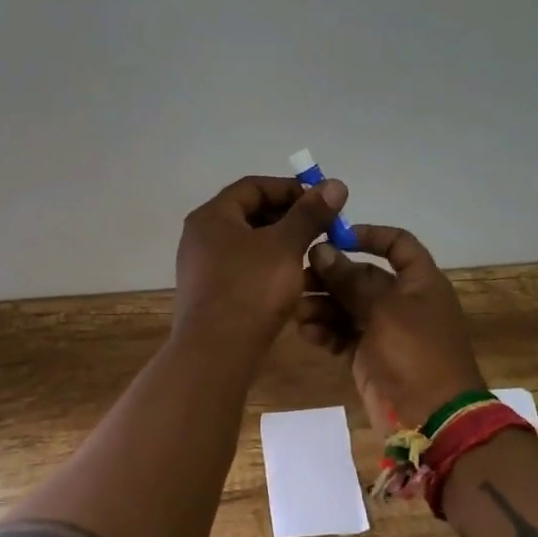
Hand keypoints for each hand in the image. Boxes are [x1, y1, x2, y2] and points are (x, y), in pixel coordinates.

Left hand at [174, 174, 347, 350]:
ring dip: (282, 244)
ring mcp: (203, 268)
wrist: (216, 353)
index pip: (253, 186)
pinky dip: (269, 268)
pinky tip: (294, 282)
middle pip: (249, 214)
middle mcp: (201, 237)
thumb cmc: (250, 289)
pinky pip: (244, 269)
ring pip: (249, 244)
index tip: (321, 202)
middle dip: (288, 218)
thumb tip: (335, 183)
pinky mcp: (211, 295)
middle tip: (321, 229)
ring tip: (313, 254)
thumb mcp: (285, 246)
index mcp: (212, 216)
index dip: (290, 188)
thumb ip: (309, 214)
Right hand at [298, 226, 485, 429]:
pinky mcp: (368, 356)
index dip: (369, 236)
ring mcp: (384, 330)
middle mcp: (402, 301)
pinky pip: (341, 334)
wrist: (432, 420)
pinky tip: (306, 332)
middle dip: (331, 275)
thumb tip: (322, 250)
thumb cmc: (416, 354)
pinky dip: (325, 331)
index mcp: (420, 282)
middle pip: (362, 276)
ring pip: (347, 306)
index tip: (335, 238)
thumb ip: (350, 280)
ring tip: (299, 311)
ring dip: (322, 305)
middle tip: (300, 278)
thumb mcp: (383, 310)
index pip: (398, 244)